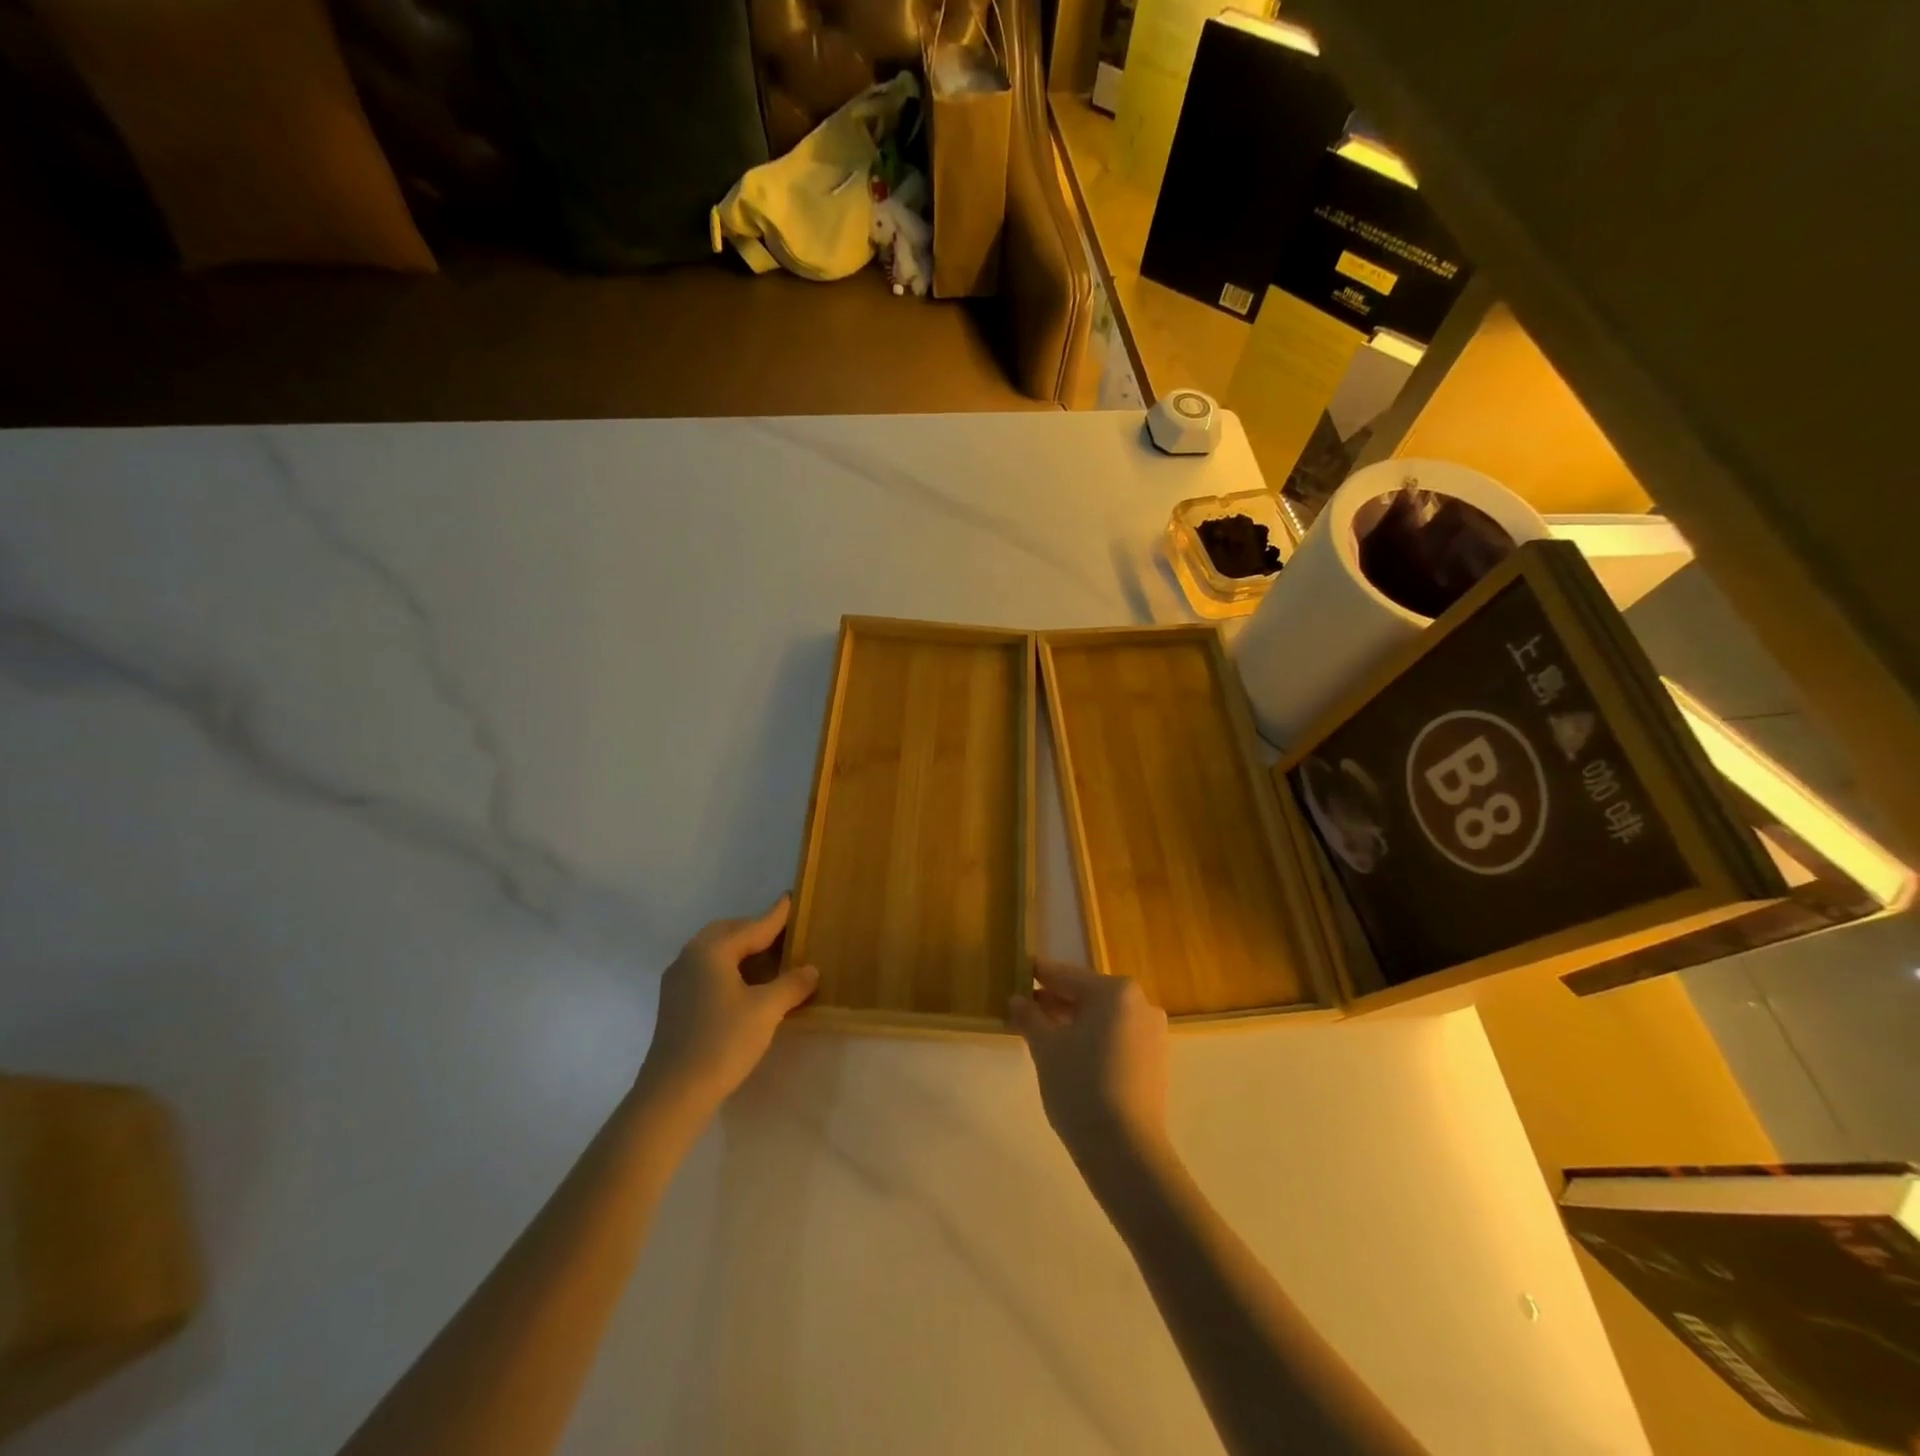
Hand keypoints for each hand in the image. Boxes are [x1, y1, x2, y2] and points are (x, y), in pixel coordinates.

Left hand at [637, 896, 818, 1112]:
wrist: (673, 1094)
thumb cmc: (722, 1042)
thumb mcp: (766, 1011)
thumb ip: (791, 985)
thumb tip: (811, 970)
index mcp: (711, 950)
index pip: (752, 926)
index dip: (776, 916)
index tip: (791, 899)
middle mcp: (690, 957)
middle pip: (728, 933)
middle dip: (755, 930)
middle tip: (783, 933)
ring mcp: (677, 981)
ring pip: (714, 952)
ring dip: (741, 950)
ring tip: (768, 959)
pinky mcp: (674, 1004)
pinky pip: (706, 970)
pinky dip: (728, 967)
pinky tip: (745, 986)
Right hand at [1010, 960, 1169, 1165]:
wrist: (1125, 1150)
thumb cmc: (1080, 1085)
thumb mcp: (1045, 1047)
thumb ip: (1030, 1016)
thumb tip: (1017, 999)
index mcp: (1114, 991)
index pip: (1066, 975)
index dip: (1038, 974)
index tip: (1018, 971)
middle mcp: (1140, 1003)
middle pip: (1087, 994)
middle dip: (1055, 1000)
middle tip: (1024, 1007)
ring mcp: (1152, 1033)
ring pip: (1102, 1017)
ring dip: (1073, 1021)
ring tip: (1042, 1032)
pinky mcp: (1155, 1060)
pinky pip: (1116, 1037)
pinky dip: (1092, 1039)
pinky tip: (1069, 1053)